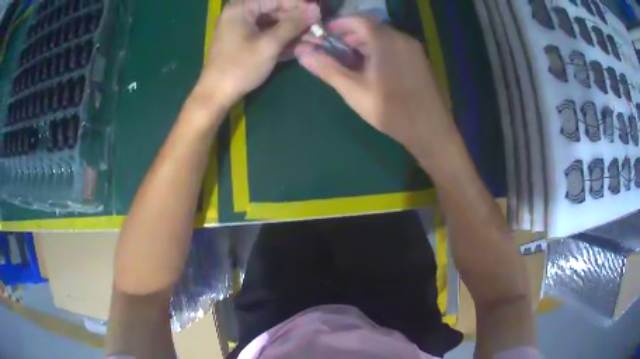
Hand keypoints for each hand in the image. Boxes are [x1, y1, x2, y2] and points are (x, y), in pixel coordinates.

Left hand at [193, 0, 319, 111]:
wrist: (216, 95)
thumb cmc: (240, 67)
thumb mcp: (269, 44)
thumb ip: (293, 24)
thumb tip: (315, 9)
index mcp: (242, 8)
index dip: (299, 5)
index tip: (319, 14)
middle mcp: (241, 13)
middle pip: (275, 9)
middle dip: (298, 19)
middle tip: (319, 28)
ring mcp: (242, 27)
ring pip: (274, 22)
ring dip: (294, 30)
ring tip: (315, 38)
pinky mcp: (244, 40)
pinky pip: (267, 33)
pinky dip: (283, 38)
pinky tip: (301, 44)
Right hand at [294, 17, 456, 155]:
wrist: (430, 130)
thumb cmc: (391, 110)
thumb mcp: (354, 90)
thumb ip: (327, 69)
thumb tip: (302, 53)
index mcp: (385, 41)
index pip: (357, 20)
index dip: (338, 24)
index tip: (323, 33)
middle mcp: (402, 38)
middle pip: (371, 27)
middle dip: (349, 35)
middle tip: (333, 49)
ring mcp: (414, 49)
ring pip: (384, 37)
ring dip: (364, 43)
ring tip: (350, 61)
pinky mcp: (420, 60)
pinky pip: (395, 46)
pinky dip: (379, 50)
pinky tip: (372, 68)